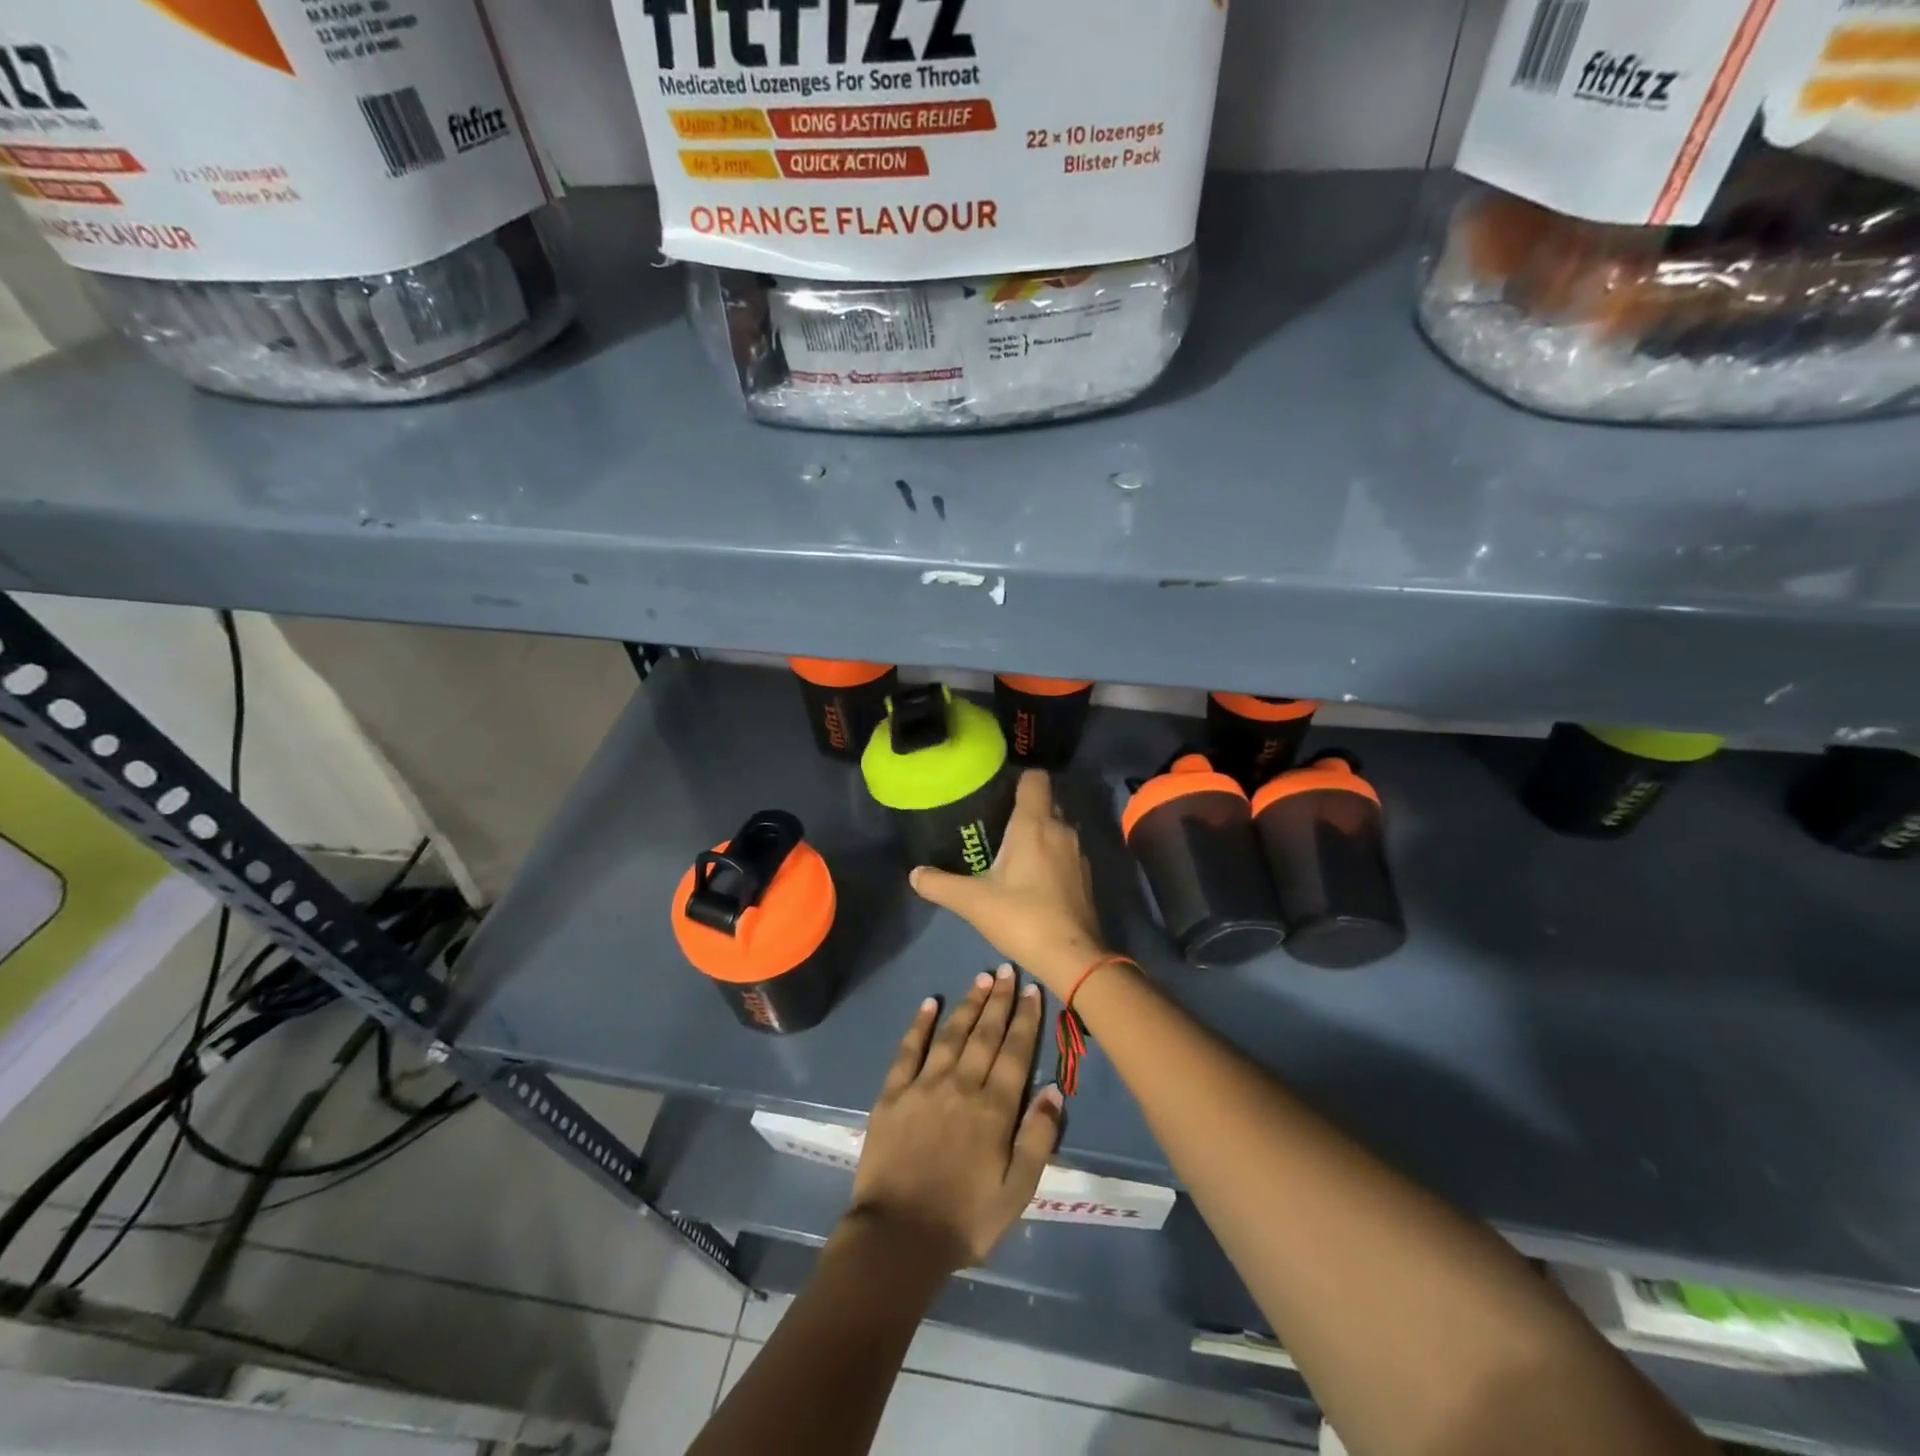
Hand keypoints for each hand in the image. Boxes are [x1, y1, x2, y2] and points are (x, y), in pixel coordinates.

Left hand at [848, 967, 1062, 1271]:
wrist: (898, 1237)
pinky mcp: (893, 1093)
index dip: (1025, 1020)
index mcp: (994, 1109)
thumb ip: (1038, 1137)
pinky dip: (920, 1024)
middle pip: (985, 1034)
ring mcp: (924, 1085)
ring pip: (951, 1034)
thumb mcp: (1017, 1191)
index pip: (1015, 1052)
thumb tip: (1054, 1089)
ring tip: (980, 979)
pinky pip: (908, 1050)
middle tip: (1007, 970)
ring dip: (967, 1004)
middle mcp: (961, 1085)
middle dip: (999, 1000)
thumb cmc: (965, 1220)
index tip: (1032, 990)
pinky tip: (929, 1003)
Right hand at [910, 771, 1104, 994]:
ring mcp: (1077, 853)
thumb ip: (940, 885)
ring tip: (1009, 847)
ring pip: (1056, 826)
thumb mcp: (973, 902)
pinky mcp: (1084, 876)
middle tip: (993, 820)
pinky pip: (1064, 850)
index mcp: (1035, 824)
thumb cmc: (1023, 918)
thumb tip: (914, 874)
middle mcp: (1061, 829)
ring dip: (1037, 831)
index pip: (1035, 778)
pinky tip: (1030, 875)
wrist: (1073, 957)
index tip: (996, 789)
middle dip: (1022, 805)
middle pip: (1045, 801)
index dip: (1017, 778)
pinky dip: (1049, 853)